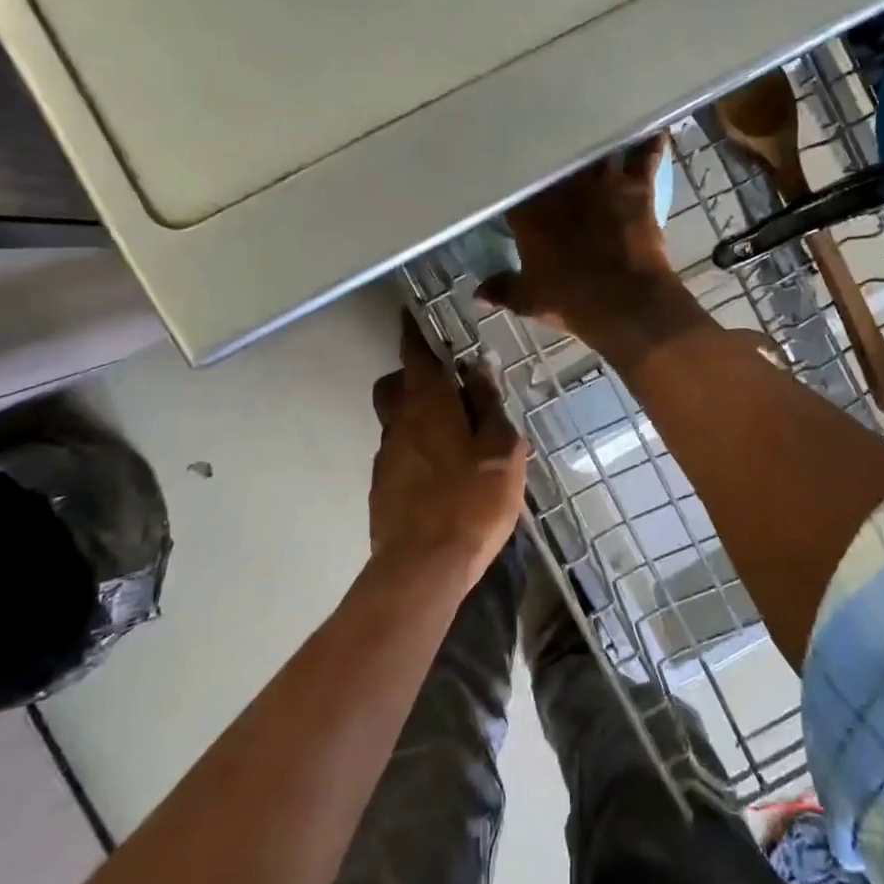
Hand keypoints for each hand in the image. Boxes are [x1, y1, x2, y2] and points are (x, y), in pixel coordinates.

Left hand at [369, 312, 527, 587]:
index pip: (415, 355)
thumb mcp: (500, 449)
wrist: (423, 567)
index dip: (414, 333)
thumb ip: (489, 404)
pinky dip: (415, 449)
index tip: (413, 316)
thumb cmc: (472, 500)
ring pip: (395, 421)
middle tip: (444, 385)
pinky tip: (441, 473)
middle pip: (393, 386)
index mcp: (428, 405)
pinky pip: (398, 453)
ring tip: (451, 435)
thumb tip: (480, 365)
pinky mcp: (382, 488)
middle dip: (411, 377)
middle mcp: (399, 423)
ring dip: (416, 416)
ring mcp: (386, 458)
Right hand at [477, 135, 706, 360]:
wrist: (624, 302)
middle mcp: (565, 187)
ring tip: (599, 118)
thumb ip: (503, 290)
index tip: (511, 172)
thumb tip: (478, 294)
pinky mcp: (637, 188)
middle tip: (551, 135)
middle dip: (553, 147)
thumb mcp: (530, 300)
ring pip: (598, 147)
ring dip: (600, 137)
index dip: (514, 177)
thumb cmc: (571, 300)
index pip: (516, 185)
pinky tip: (656, 127)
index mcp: (531, 212)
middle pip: (556, 157)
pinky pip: (646, 158)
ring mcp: (602, 182)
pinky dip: (652, 143)